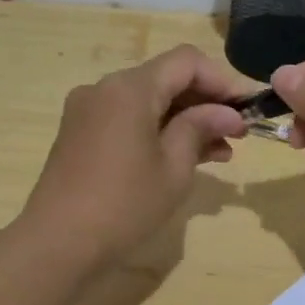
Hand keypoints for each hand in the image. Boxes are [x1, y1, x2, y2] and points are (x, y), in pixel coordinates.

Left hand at [22, 45, 248, 267]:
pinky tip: (183, 157)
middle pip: (166, 79)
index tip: (246, 109)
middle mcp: (105, 88)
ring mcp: (88, 111)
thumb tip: (228, 114)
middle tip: (238, 134)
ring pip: (148, 102)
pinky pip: (128, 120)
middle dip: (205, 102)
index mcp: (130, 88)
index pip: (186, 62)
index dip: (222, 80)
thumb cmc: (124, 204)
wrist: (58, 242)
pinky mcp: (80, 134)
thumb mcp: (174, 167)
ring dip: (184, 120)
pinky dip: (158, 131)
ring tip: (220, 153)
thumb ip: (201, 129)